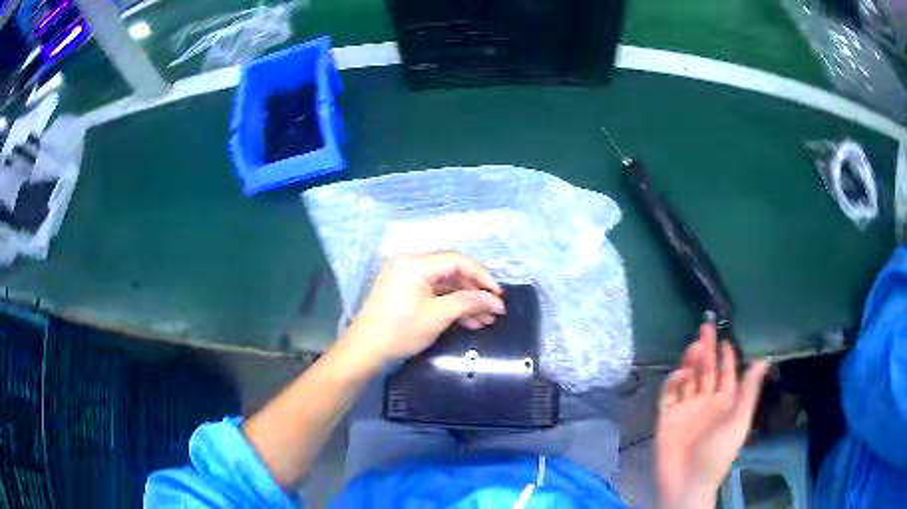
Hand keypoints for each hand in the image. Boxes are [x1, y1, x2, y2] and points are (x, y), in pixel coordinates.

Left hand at [337, 252, 504, 369]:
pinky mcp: (403, 290)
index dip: (482, 276)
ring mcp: (405, 277)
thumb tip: (496, 301)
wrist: (365, 350)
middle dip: (474, 292)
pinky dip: (449, 305)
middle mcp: (409, 263)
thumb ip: (469, 302)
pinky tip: (467, 321)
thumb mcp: (438, 316)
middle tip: (493, 312)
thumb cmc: (400, 331)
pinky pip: (432, 292)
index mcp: (415, 263)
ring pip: (444, 284)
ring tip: (484, 321)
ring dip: (464, 301)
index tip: (499, 295)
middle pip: (451, 272)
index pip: (457, 261)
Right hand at [655, 324, 768, 508]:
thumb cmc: (718, 452)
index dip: (726, 356)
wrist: (687, 482)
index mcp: (724, 403)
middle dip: (706, 350)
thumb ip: (749, 391)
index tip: (725, 337)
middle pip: (706, 371)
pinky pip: (668, 395)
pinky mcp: (666, 417)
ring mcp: (685, 409)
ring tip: (694, 347)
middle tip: (705, 328)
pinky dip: (672, 382)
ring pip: (688, 379)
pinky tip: (679, 374)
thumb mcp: (739, 421)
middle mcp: (705, 402)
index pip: (726, 374)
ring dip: (690, 362)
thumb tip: (763, 360)